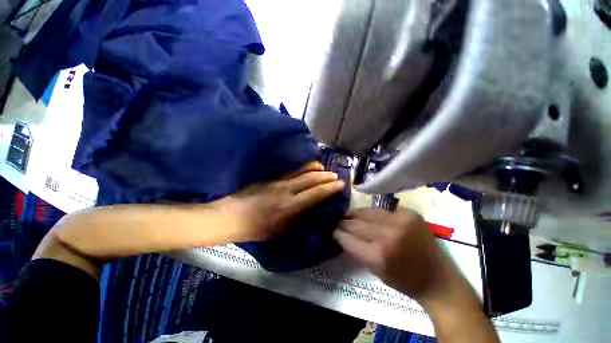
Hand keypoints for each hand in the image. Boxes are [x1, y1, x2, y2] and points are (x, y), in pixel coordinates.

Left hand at [222, 162, 345, 241]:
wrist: (231, 216)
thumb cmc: (256, 229)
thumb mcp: (279, 231)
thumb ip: (296, 219)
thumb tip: (309, 210)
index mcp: (289, 207)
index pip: (315, 194)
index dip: (329, 188)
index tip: (340, 184)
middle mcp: (286, 190)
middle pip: (310, 179)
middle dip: (325, 176)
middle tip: (335, 175)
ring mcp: (278, 181)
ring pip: (301, 171)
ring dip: (314, 169)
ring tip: (323, 168)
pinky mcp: (271, 177)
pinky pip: (290, 171)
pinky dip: (302, 168)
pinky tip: (306, 167)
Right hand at [333, 207, 467, 304]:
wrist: (439, 279)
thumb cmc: (404, 281)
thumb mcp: (375, 271)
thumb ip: (355, 251)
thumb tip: (340, 236)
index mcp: (378, 256)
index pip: (347, 238)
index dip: (337, 233)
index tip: (332, 230)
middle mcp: (388, 235)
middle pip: (355, 223)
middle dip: (343, 222)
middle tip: (338, 222)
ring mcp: (400, 221)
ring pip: (367, 211)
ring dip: (356, 214)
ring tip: (350, 216)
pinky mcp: (409, 213)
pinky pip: (381, 209)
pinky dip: (372, 213)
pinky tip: (368, 216)